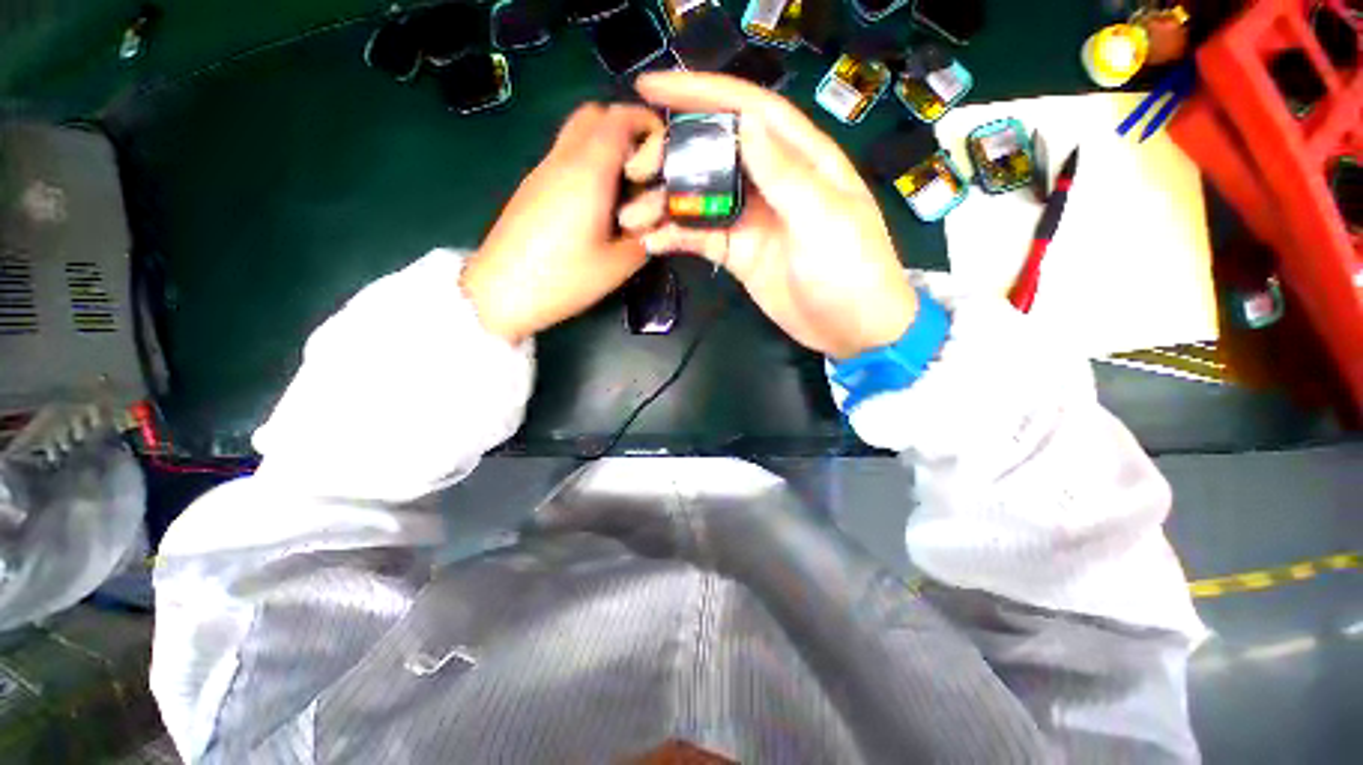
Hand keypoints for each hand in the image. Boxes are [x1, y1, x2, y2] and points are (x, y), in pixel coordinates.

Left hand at [463, 103, 664, 343]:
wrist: (500, 292)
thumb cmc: (563, 279)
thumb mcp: (617, 266)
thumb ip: (646, 239)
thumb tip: (655, 225)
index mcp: (588, 173)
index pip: (618, 119)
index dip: (646, 122)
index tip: (664, 145)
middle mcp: (562, 160)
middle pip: (593, 116)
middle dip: (625, 129)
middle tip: (643, 167)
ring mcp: (542, 172)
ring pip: (576, 136)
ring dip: (605, 149)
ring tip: (623, 191)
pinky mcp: (531, 188)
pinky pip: (564, 158)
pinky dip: (587, 165)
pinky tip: (596, 206)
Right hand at [619, 72, 917, 359]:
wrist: (850, 328)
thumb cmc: (850, 270)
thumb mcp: (823, 218)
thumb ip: (785, 174)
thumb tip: (746, 125)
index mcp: (800, 159)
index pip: (748, 111)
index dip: (701, 93)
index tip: (651, 87)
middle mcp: (770, 182)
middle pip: (714, 153)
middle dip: (672, 154)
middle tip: (636, 169)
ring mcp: (751, 219)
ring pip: (700, 197)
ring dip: (664, 202)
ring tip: (631, 215)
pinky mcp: (737, 252)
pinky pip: (700, 237)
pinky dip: (675, 236)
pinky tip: (651, 241)